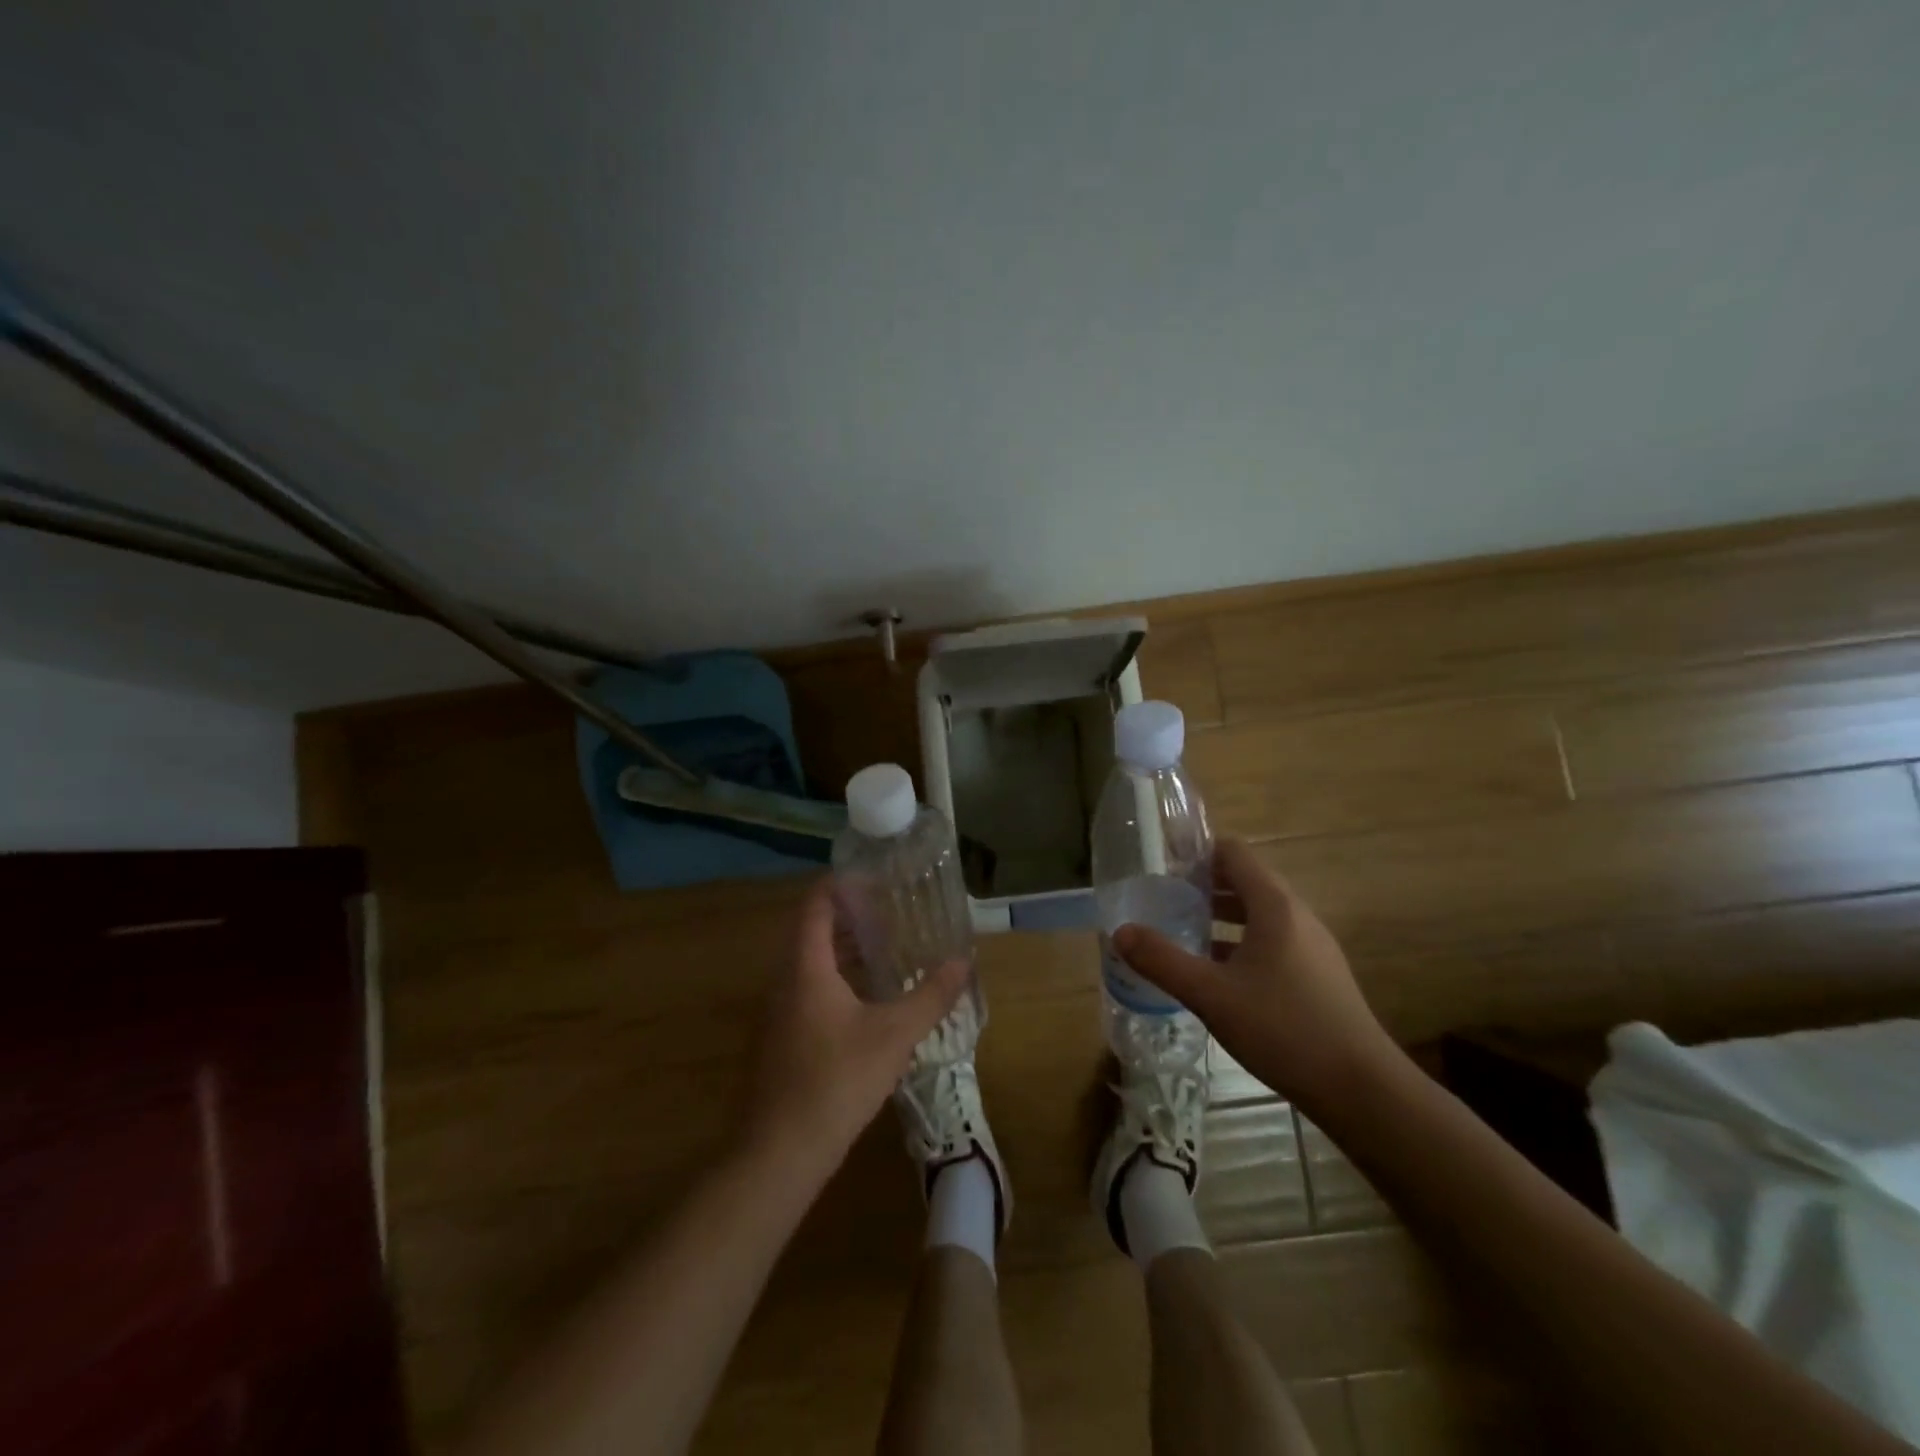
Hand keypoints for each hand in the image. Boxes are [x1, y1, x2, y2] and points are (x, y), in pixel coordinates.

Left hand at [739, 877, 968, 1177]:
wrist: (780, 1152)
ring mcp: (778, 1012)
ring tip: (884, 947)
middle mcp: (785, 981)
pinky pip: (807, 990)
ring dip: (842, 950)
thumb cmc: (836, 1080)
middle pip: (812, 932)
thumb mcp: (893, 1035)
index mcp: (806, 968)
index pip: (815, 906)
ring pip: (809, 964)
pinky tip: (865, 999)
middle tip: (888, 909)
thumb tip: (963, 961)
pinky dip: (835, 978)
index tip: (871, 874)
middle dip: (848, 916)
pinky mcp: (781, 1039)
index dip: (838, 885)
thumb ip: (930, 996)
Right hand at [1113, 838, 1394, 1112]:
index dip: (1197, 851)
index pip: (1234, 853)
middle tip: (1163, 898)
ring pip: (1258, 915)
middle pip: (1246, 881)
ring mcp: (1312, 947)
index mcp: (1275, 906)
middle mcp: (1297, 916)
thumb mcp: (1212, 995)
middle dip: (1203, 885)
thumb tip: (1120, 932)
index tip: (1161, 864)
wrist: (1362, 1090)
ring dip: (1220, 916)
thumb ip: (1163, 960)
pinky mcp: (1317, 976)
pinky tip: (1215, 973)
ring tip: (1181, 930)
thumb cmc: (1284, 1029)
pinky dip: (1240, 943)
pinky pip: (1271, 942)